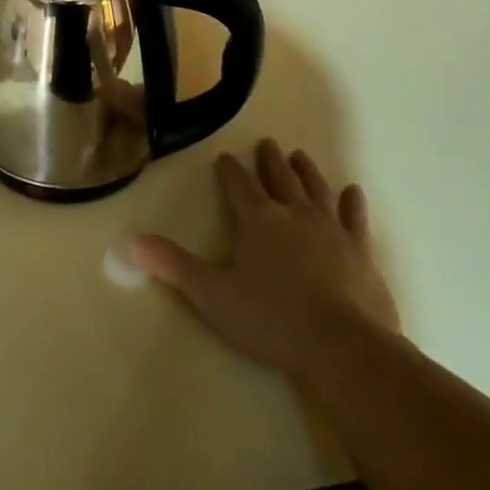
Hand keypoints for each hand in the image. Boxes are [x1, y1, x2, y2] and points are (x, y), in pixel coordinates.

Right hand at [129, 139, 398, 379]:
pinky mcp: (360, 251)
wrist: (342, 347)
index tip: (224, 157)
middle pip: (279, 179)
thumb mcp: (211, 294)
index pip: (239, 185)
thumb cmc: (270, 319)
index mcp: (258, 220)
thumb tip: (129, 241)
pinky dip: (353, 203)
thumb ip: (172, 265)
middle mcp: (295, 214)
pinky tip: (353, 192)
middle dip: (269, 160)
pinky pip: (355, 218)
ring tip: (299, 155)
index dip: (229, 171)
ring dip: (306, 171)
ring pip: (316, 189)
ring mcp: (332, 230)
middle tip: (267, 142)